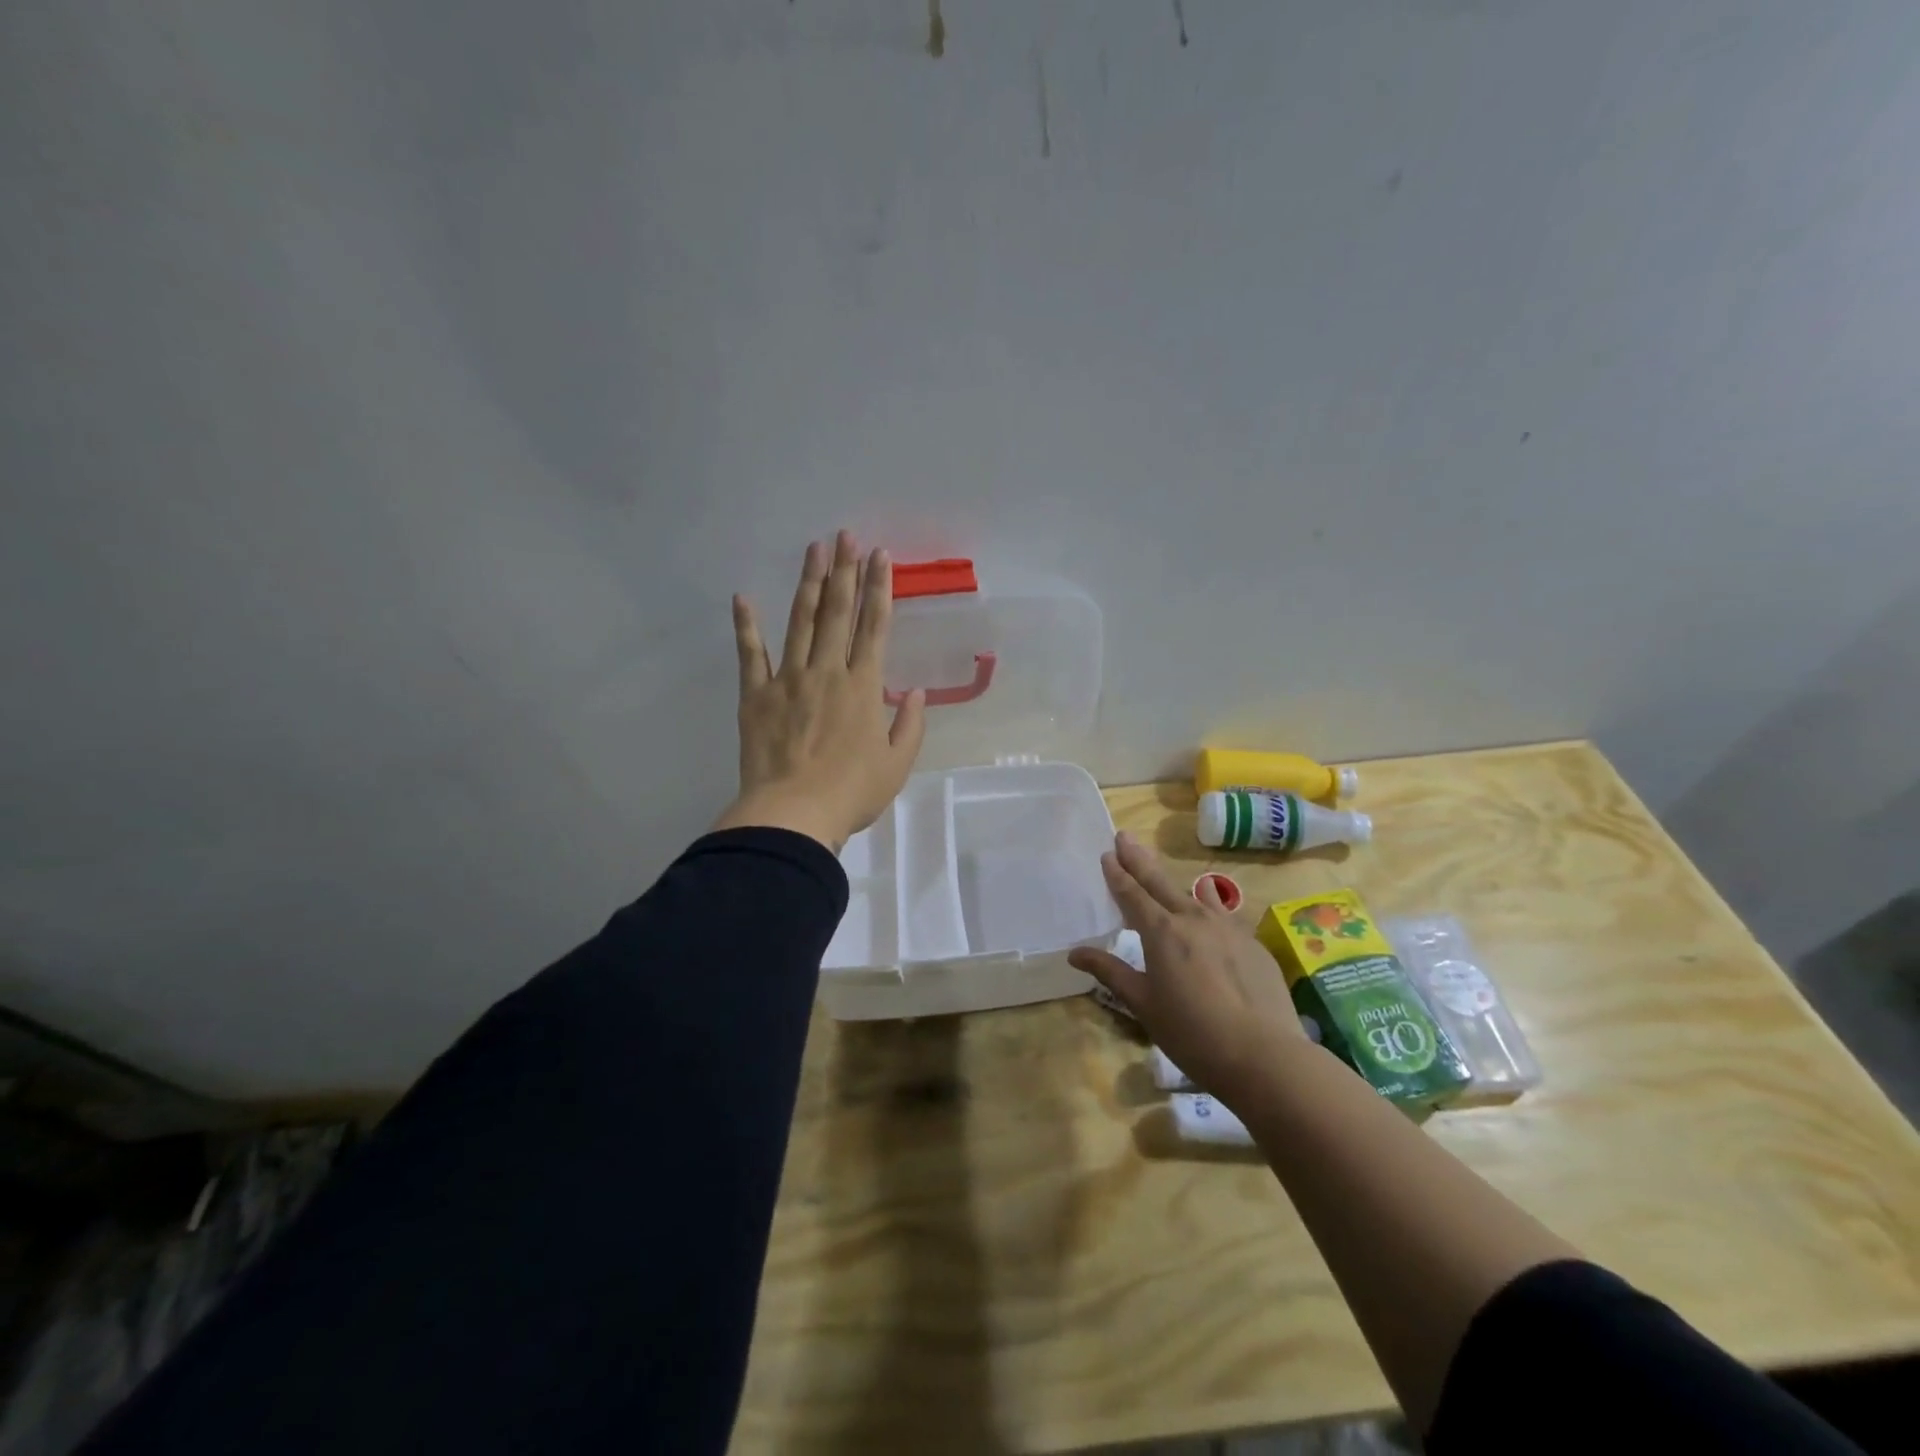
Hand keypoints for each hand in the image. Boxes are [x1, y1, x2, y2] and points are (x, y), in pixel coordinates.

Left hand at [713, 531, 927, 851]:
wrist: (794, 814)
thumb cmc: (852, 793)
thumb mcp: (897, 764)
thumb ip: (910, 725)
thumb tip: (916, 692)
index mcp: (863, 686)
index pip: (875, 626)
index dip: (880, 587)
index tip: (880, 555)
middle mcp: (827, 671)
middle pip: (837, 612)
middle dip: (843, 570)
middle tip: (844, 535)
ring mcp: (788, 679)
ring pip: (800, 621)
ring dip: (808, 583)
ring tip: (813, 549)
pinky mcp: (756, 695)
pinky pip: (750, 654)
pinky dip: (746, 626)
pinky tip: (743, 598)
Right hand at [1069, 832, 1305, 1106]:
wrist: (1265, 1055)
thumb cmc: (1192, 1033)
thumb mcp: (1143, 1005)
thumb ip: (1111, 972)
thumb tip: (1075, 952)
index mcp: (1161, 932)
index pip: (1132, 894)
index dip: (1117, 874)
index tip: (1108, 854)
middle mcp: (1193, 919)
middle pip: (1160, 882)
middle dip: (1139, 860)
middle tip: (1125, 837)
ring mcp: (1228, 928)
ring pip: (1195, 895)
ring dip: (1174, 884)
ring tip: (1163, 875)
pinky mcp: (1253, 943)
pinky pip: (1223, 916)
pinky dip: (1208, 908)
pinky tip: (1208, 915)